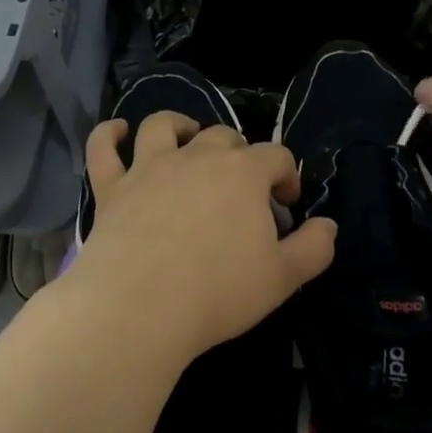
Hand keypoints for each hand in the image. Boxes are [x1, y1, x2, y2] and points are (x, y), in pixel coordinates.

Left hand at [67, 113, 337, 363]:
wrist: (141, 306)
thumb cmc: (219, 291)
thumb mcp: (283, 278)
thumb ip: (314, 249)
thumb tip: (328, 226)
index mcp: (243, 173)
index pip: (276, 156)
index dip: (287, 175)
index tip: (287, 204)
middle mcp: (196, 158)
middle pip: (223, 136)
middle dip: (239, 153)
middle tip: (241, 185)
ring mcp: (149, 169)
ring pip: (163, 126)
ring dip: (179, 125)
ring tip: (187, 137)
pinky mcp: (111, 188)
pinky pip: (103, 149)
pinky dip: (109, 134)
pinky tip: (117, 131)